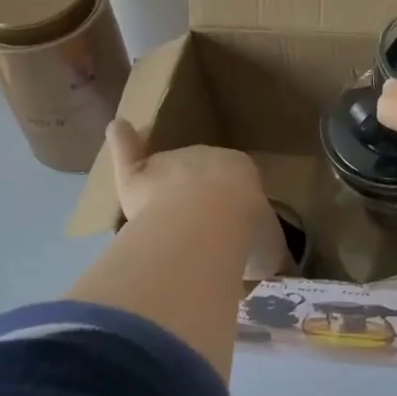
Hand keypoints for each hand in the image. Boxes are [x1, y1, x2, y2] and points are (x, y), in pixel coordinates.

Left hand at [104, 121, 292, 278]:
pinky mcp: (137, 175)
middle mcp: (206, 156)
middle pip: (199, 177)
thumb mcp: (270, 250)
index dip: (232, 205)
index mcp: (242, 170)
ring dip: (165, 187)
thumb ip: (268, 254)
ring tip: (164, 213)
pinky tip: (118, 128)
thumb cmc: (244, 231)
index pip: (236, 183)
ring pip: (165, 173)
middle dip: (198, 200)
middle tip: (197, 232)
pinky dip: (122, 141)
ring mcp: (169, 162)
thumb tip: (278, 267)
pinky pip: (128, 153)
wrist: (205, 223)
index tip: (230, 227)